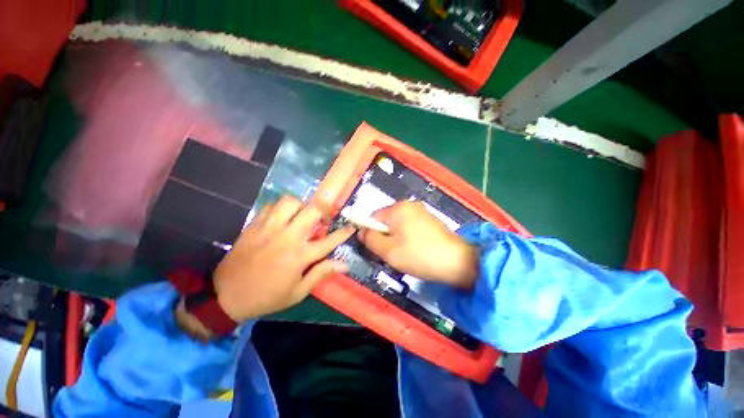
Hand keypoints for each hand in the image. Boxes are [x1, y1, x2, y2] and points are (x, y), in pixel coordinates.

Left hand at [213, 196, 354, 321]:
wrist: (227, 295)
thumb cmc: (267, 296)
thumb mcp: (298, 292)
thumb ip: (321, 274)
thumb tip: (345, 265)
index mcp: (300, 256)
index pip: (329, 240)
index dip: (343, 232)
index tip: (352, 225)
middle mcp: (288, 237)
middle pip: (312, 212)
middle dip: (324, 208)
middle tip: (325, 214)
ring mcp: (270, 229)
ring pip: (290, 203)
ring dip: (301, 205)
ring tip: (302, 214)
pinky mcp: (254, 226)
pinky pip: (270, 206)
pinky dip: (280, 208)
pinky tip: (282, 217)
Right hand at [358, 201, 478, 288]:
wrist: (458, 262)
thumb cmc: (419, 256)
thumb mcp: (389, 251)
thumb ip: (371, 239)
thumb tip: (361, 231)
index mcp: (398, 208)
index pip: (373, 217)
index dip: (370, 233)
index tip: (376, 249)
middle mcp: (409, 204)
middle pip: (386, 220)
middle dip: (384, 236)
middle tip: (391, 253)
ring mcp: (421, 211)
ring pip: (398, 224)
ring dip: (395, 238)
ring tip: (405, 253)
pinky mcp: (430, 219)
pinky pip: (410, 226)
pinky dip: (407, 236)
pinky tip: (415, 249)